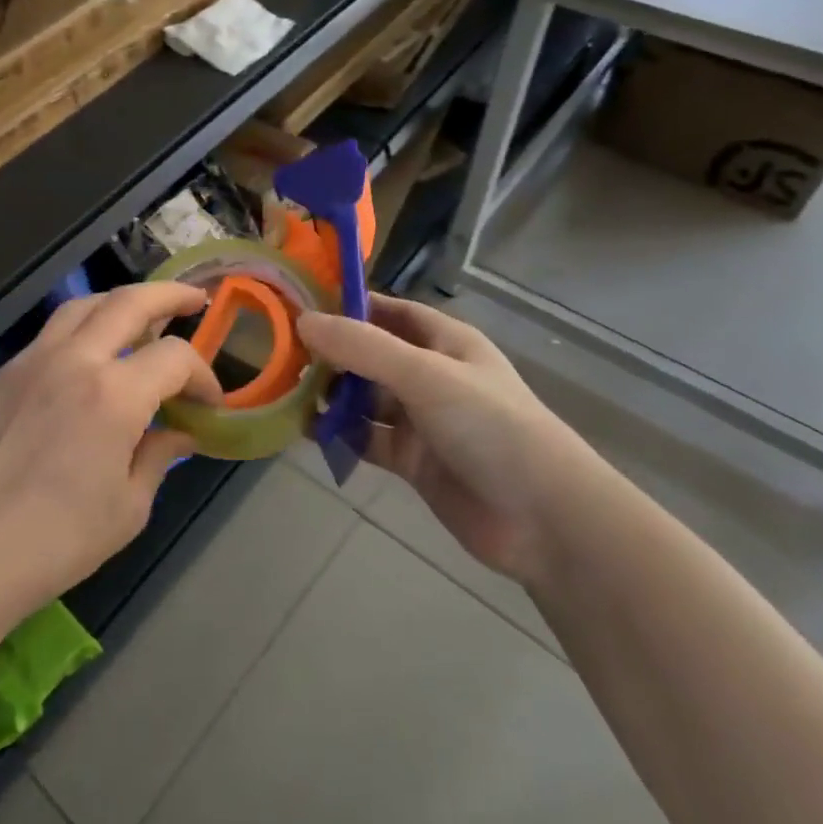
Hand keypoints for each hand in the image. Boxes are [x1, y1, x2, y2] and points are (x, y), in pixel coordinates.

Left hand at [0, 283, 221, 634]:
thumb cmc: (58, 540)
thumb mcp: (128, 508)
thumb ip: (159, 456)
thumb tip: (180, 431)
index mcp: (114, 395)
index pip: (174, 357)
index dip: (202, 375)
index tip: (209, 402)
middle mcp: (75, 360)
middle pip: (129, 302)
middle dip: (170, 295)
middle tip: (195, 300)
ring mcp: (33, 360)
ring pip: (84, 305)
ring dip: (121, 302)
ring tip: (143, 314)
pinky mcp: (6, 373)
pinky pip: (53, 331)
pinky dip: (83, 326)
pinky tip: (92, 353)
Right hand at [297, 296, 602, 583]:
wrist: (544, 518)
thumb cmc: (490, 426)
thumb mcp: (424, 375)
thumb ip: (362, 347)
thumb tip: (302, 321)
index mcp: (444, 342)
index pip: (388, 311)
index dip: (348, 305)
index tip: (299, 304)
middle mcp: (429, 375)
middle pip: (369, 354)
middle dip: (330, 353)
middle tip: (278, 351)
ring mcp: (420, 420)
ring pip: (363, 399)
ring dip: (330, 395)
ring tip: (284, 390)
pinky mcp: (412, 460)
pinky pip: (366, 439)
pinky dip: (338, 435)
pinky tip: (306, 431)